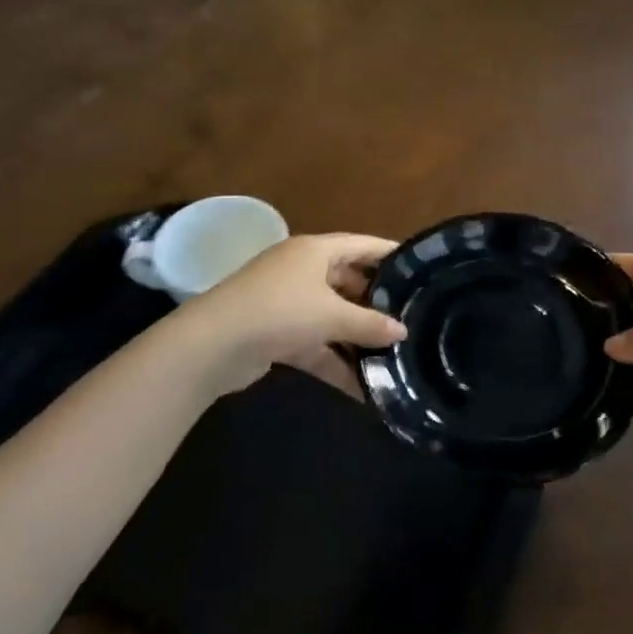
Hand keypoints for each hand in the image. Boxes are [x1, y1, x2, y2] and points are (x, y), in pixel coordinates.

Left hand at [174, 233, 404, 394]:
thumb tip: (402, 331)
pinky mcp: (277, 334)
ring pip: (332, 317)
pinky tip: (362, 388)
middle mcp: (302, 271)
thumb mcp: (331, 315)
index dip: (389, 254)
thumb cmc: (279, 311)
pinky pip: (316, 345)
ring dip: (357, 338)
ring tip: (394, 356)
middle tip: (411, 318)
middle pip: (348, 282)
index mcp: (315, 251)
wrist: (213, 345)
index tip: (420, 267)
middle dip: (376, 303)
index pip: (362, 245)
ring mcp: (288, 303)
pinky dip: (335, 362)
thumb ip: (369, 324)